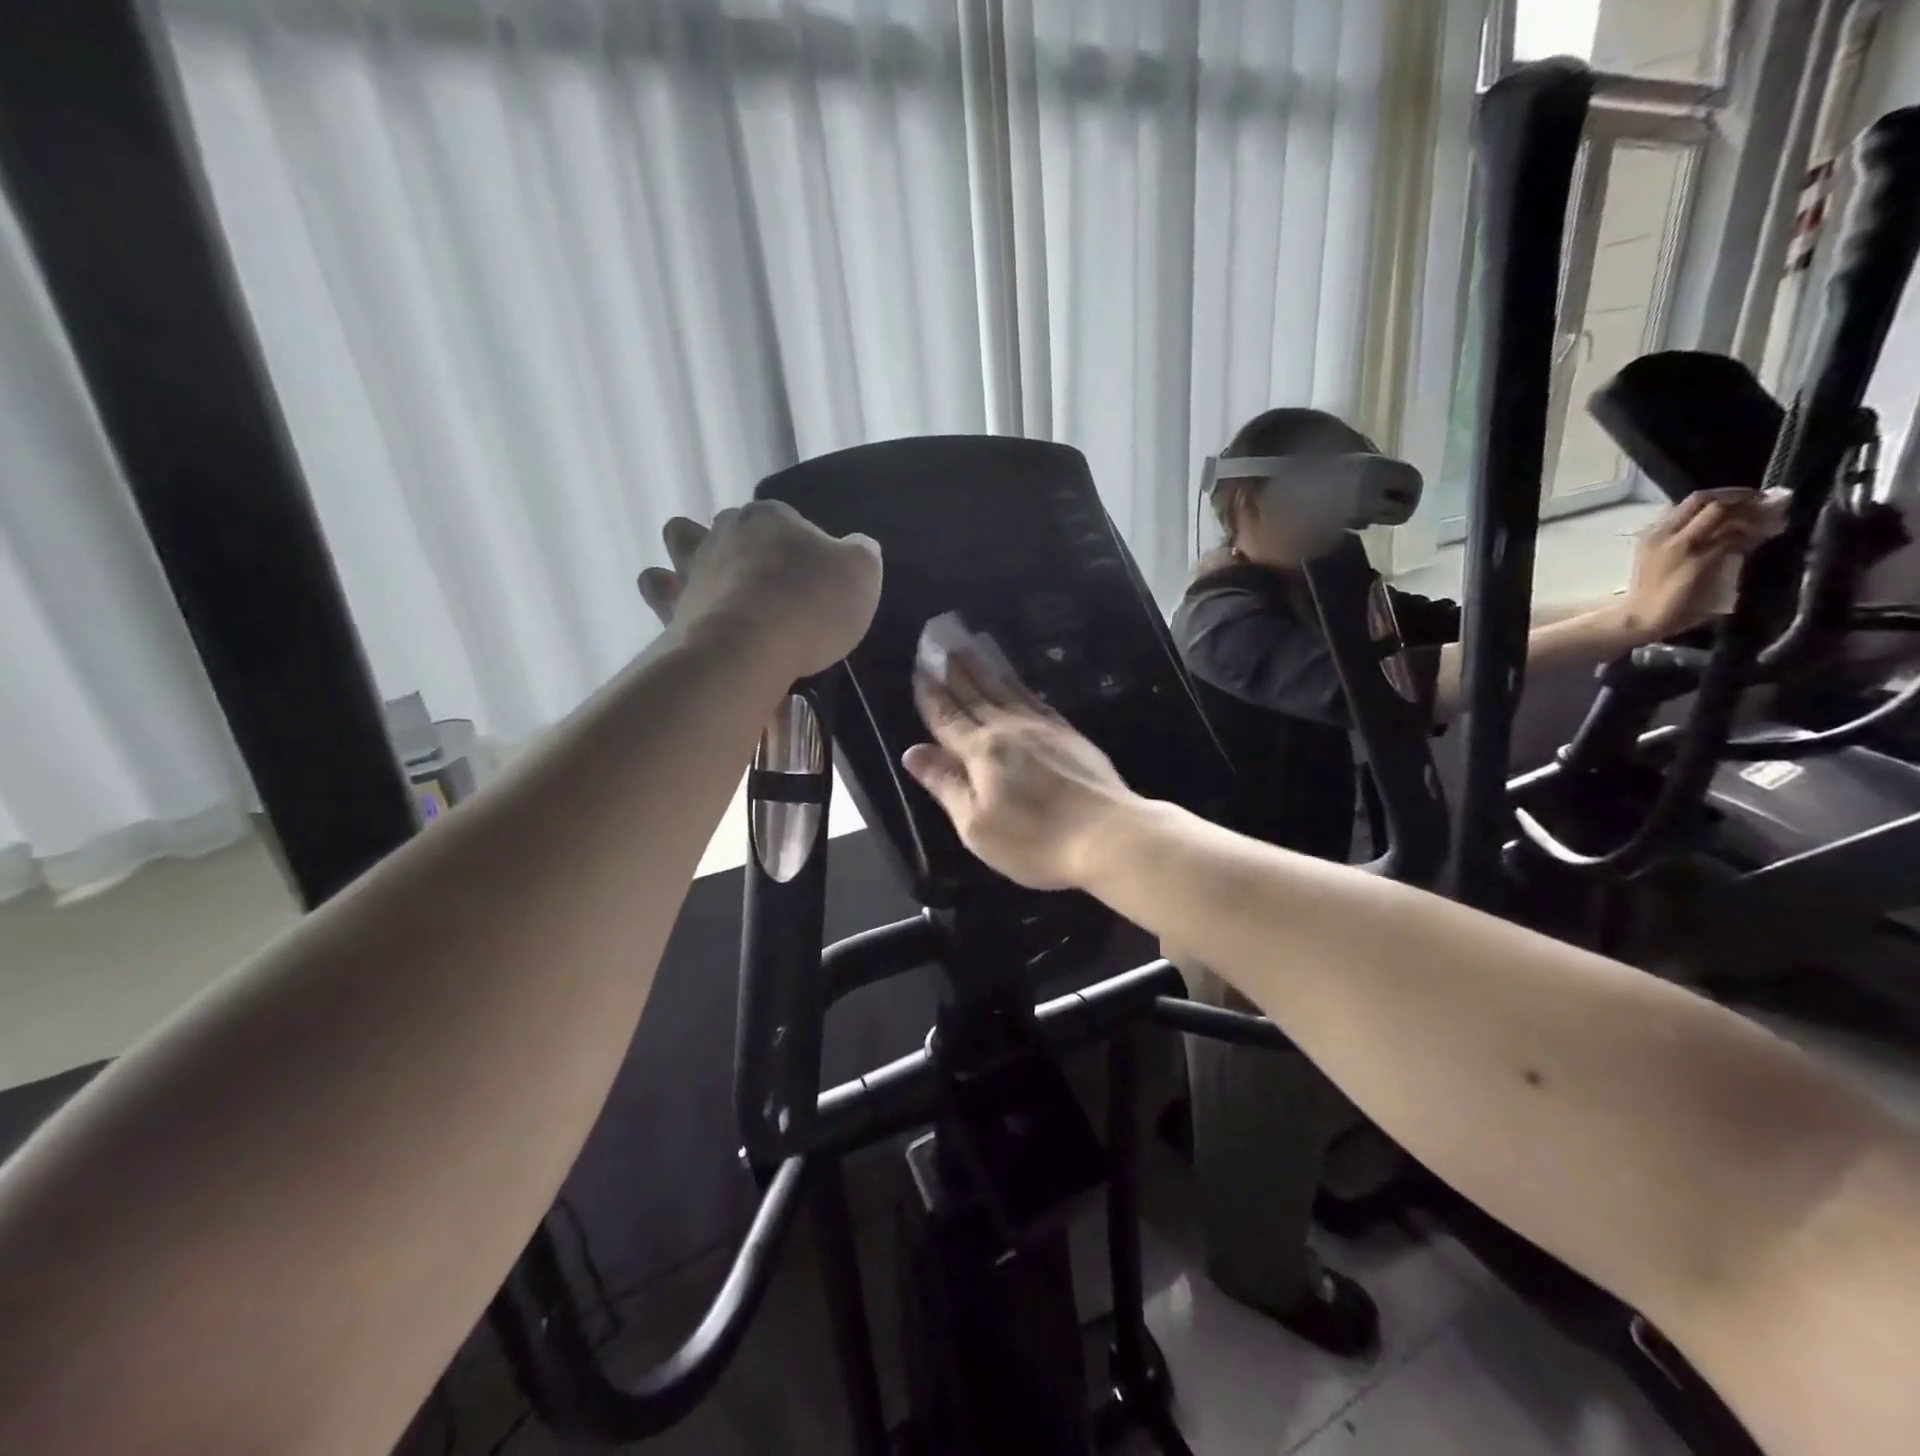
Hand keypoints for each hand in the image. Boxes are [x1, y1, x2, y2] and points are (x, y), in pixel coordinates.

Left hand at [638, 502, 880, 677]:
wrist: (749, 649)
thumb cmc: (812, 604)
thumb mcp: (862, 573)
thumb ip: (860, 554)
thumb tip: (855, 548)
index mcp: (772, 517)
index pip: (788, 520)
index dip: (802, 545)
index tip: (814, 578)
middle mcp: (726, 531)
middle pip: (731, 524)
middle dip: (745, 544)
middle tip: (768, 582)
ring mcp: (693, 566)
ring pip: (680, 540)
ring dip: (690, 553)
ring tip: (714, 583)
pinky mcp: (670, 604)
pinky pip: (657, 588)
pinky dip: (666, 593)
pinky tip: (685, 609)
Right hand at [904, 653, 1137, 891]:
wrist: (1108, 835)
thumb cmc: (1034, 840)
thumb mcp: (976, 825)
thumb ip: (945, 785)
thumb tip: (912, 752)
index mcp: (981, 751)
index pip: (947, 717)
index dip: (931, 695)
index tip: (920, 669)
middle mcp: (1009, 729)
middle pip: (976, 694)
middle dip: (955, 670)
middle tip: (942, 642)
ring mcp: (1043, 728)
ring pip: (1006, 689)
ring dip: (985, 668)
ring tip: (972, 645)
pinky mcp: (1069, 734)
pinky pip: (1035, 699)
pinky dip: (1019, 685)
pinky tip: (1017, 682)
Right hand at [1618, 488, 1774, 641]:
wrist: (1640, 617)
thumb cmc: (1652, 592)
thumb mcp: (1662, 559)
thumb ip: (1687, 540)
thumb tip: (1729, 526)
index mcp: (1654, 533)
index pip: (1696, 501)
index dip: (1728, 495)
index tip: (1749, 500)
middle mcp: (1665, 534)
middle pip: (1710, 500)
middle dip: (1743, 498)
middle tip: (1767, 504)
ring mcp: (1682, 547)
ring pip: (1724, 514)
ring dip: (1754, 513)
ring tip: (1775, 518)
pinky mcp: (1700, 561)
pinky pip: (1734, 537)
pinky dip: (1755, 532)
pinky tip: (1769, 534)